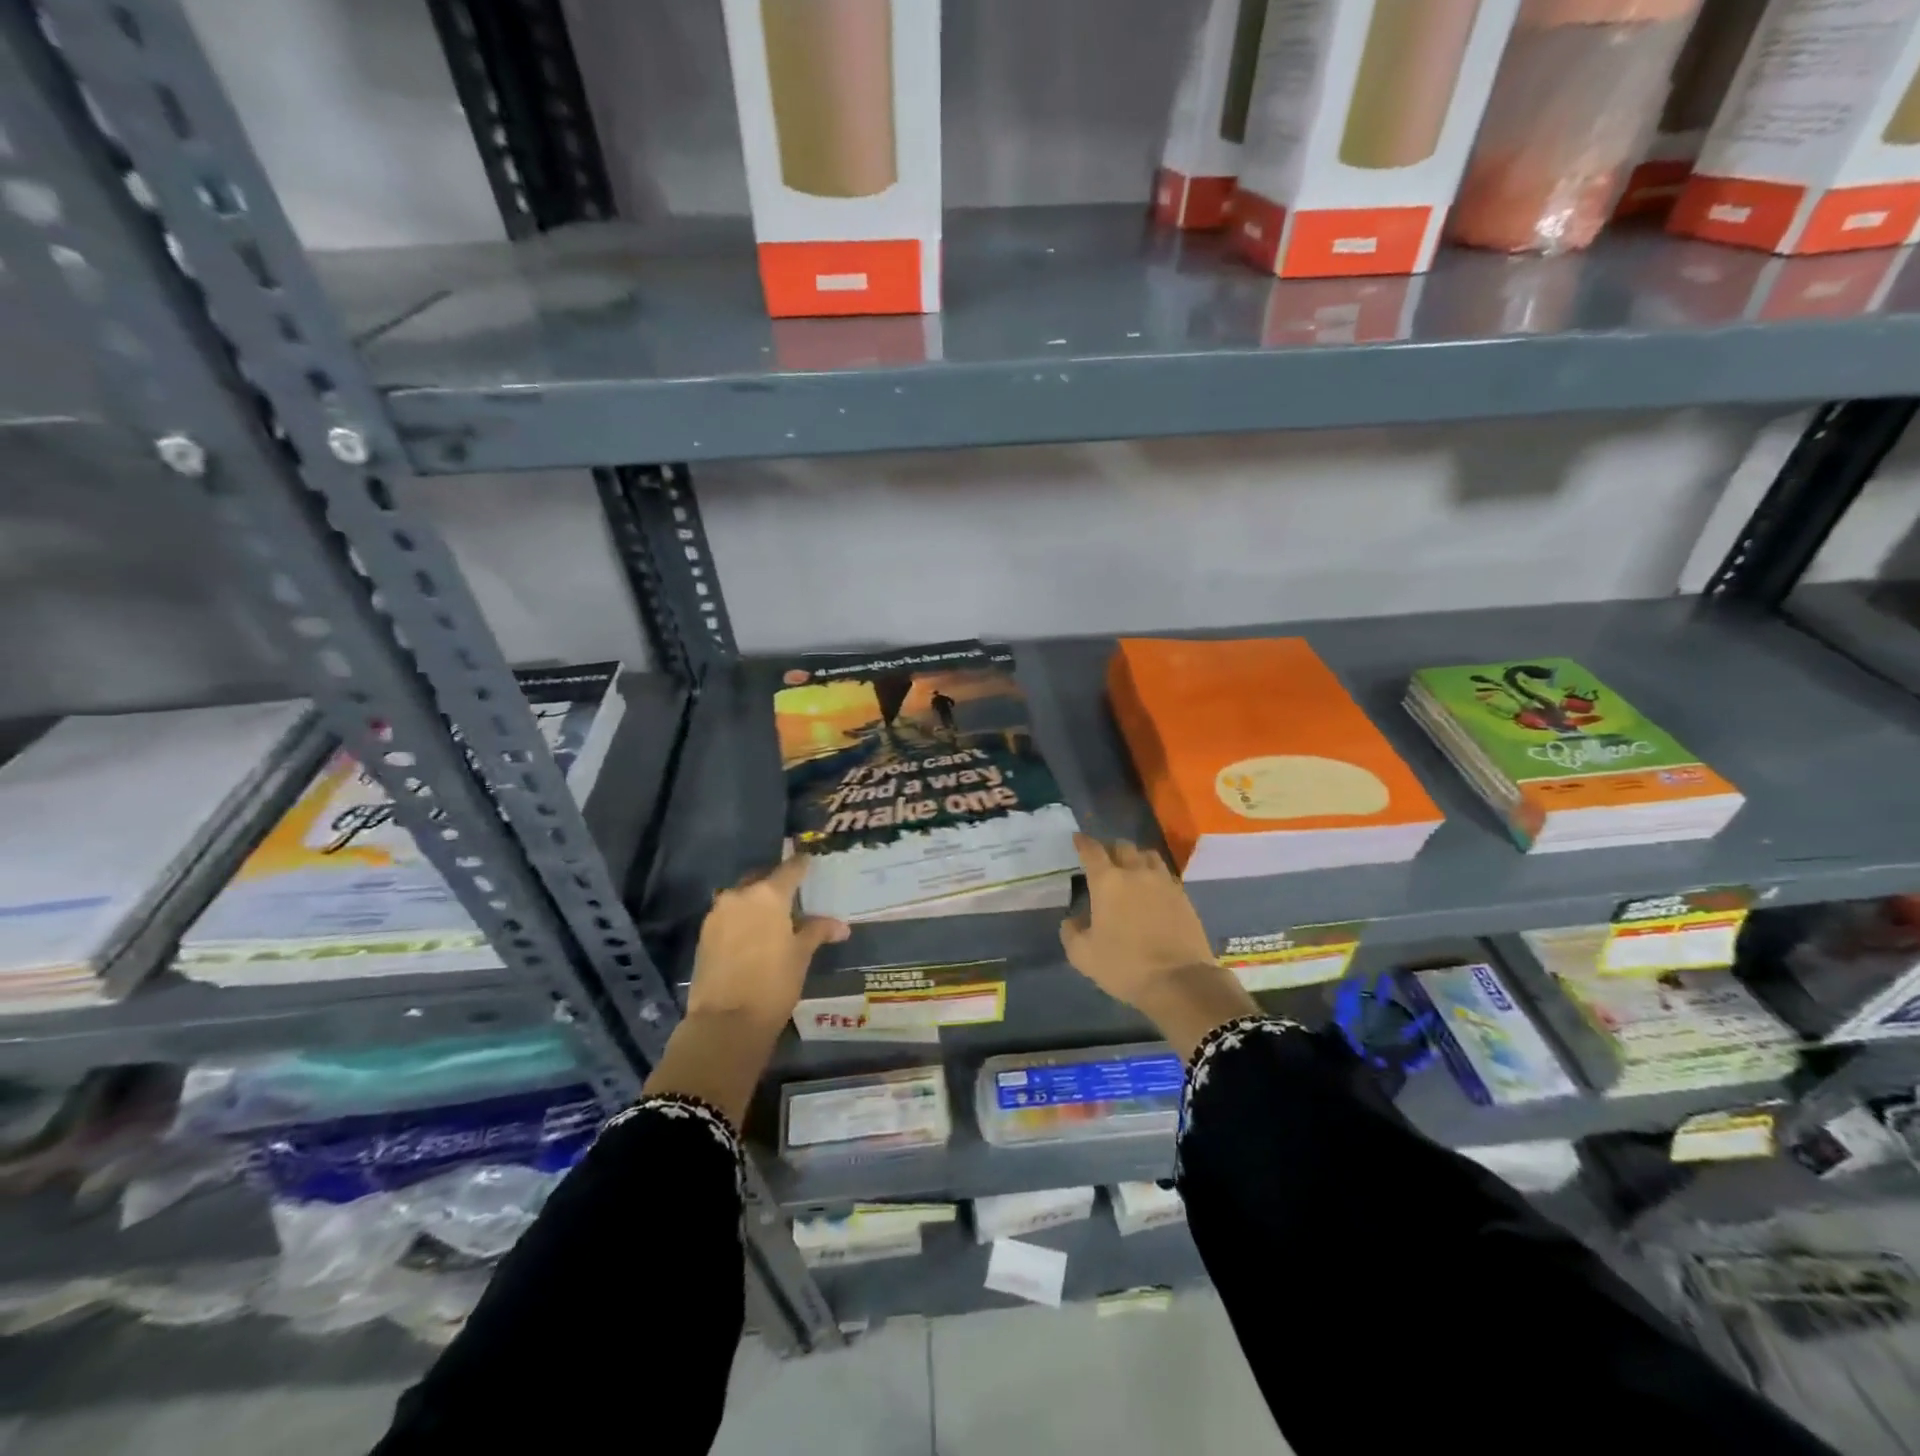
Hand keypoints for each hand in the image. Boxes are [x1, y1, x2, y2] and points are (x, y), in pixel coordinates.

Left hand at [685, 857, 848, 1029]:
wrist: (726, 1022)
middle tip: (792, 895)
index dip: (802, 864)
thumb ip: (817, 931)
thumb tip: (841, 926)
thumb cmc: (773, 983)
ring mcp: (717, 914)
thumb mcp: (801, 955)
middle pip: (761, 879)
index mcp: (768, 894)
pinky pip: (728, 915)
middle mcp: (740, 895)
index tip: (810, 861)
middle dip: (776, 884)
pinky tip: (752, 935)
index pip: (790, 868)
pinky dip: (741, 918)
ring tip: (772, 918)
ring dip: (756, 902)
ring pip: (741, 897)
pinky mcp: (704, 934)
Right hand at [1060, 834, 1258, 1058]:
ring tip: (1131, 869)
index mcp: (1107, 881)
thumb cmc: (1124, 965)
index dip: (1083, 843)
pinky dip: (1154, 875)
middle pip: (1123, 846)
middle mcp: (1136, 873)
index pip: (1092, 851)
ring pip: (1148, 855)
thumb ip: (1071, 932)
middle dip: (1110, 848)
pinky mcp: (1183, 896)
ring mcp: (1163, 882)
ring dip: (1136, 857)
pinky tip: (1152, 889)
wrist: (1179, 981)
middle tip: (1105, 859)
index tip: (1078, 839)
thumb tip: (1073, 920)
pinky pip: (1165, 874)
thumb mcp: (1083, 955)